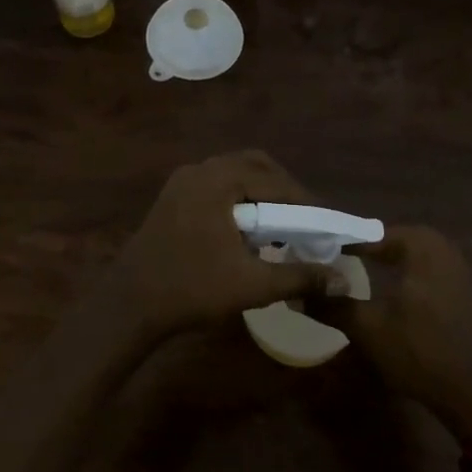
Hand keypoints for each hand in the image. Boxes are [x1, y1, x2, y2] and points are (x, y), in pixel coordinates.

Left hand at [99, 151, 332, 338]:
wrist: (129, 304)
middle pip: (255, 166)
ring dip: (260, 195)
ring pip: (234, 175)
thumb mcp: (252, 285)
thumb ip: (300, 277)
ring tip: (279, 227)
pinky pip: (216, 187)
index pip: (275, 182)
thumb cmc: (191, 289)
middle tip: (304, 220)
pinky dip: (238, 201)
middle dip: (283, 190)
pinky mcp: (172, 199)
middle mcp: (199, 171)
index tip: (326, 224)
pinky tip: (247, 233)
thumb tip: (342, 278)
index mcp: (218, 181)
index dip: (305, 202)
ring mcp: (182, 183)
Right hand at [317, 226, 471, 440]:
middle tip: (329, 264)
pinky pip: (420, 271)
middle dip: (360, 251)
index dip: (339, 244)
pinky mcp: (460, 289)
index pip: (368, 233)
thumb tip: (300, 292)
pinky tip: (383, 295)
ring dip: (379, 264)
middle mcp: (440, 246)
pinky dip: (399, 276)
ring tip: (350, 278)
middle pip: (387, 241)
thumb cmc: (421, 351)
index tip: (313, 255)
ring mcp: (454, 268)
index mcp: (420, 244)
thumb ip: (333, 305)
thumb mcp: (368, 329)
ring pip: (405, 256)